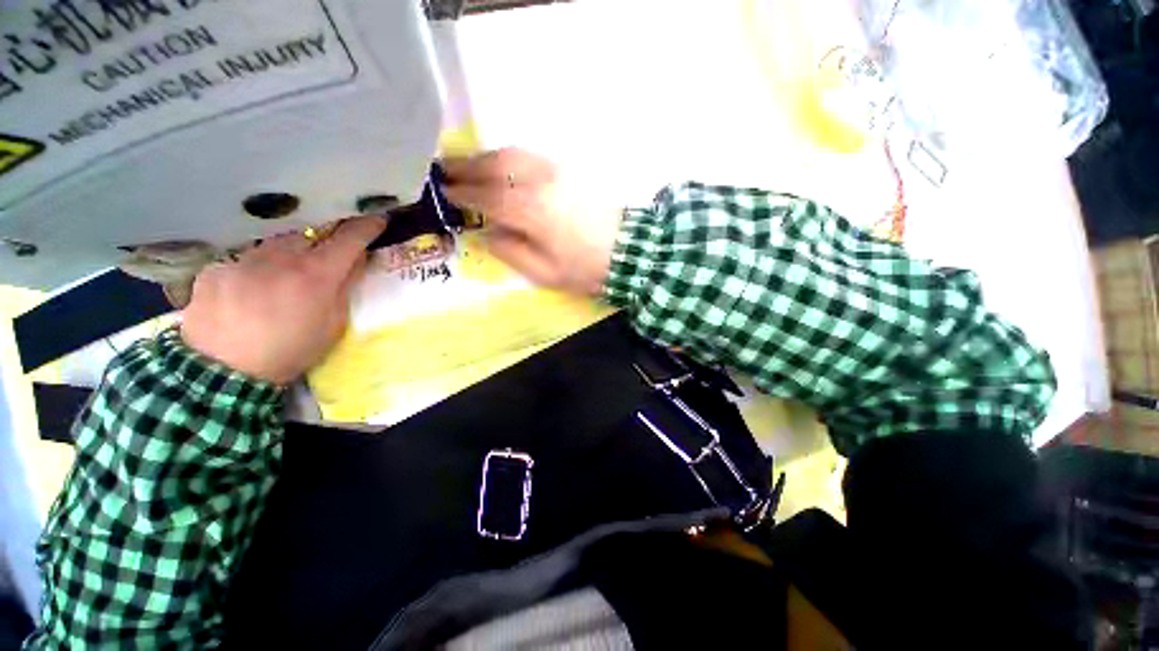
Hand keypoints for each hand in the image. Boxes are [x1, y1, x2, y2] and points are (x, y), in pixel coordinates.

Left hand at [180, 217, 386, 384]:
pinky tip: (236, 301)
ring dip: (277, 259)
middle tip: (312, 263)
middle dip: (315, 244)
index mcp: (316, 271)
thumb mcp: (327, 333)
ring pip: (271, 246)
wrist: (222, 371)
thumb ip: (344, 292)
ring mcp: (249, 255)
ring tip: (268, 288)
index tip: (376, 219)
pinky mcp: (221, 266)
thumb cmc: (284, 357)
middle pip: (308, 234)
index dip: (366, 225)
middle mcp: (284, 251)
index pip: (351, 235)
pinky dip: (242, 278)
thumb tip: (356, 261)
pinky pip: (238, 264)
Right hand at [442, 148, 622, 296]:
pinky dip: (506, 156)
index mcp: (530, 210)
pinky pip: (529, 155)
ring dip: (484, 156)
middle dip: (466, 165)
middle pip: (496, 165)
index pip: (487, 196)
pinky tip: (497, 163)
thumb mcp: (544, 273)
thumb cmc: (587, 267)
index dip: (462, 193)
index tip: (443, 192)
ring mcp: (555, 170)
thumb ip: (510, 251)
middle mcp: (539, 181)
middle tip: (442, 167)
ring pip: (512, 154)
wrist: (633, 248)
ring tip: (464, 162)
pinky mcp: (567, 168)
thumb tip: (486, 232)